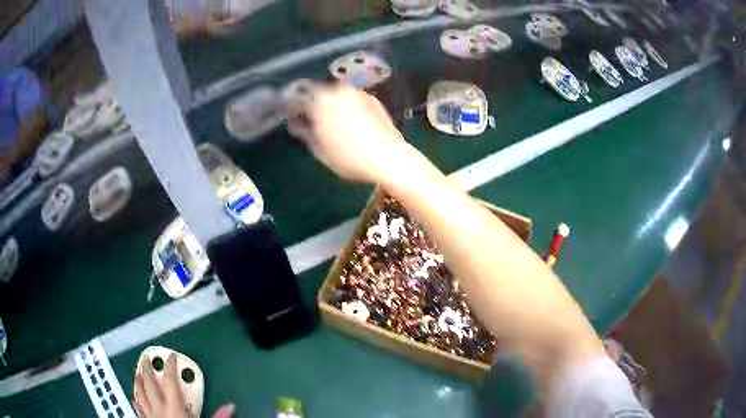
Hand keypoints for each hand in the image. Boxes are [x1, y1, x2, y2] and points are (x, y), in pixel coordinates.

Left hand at [134, 353, 234, 417]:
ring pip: (141, 394)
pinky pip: (139, 410)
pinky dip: (136, 402)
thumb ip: (217, 416)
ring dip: (139, 383)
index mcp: (174, 406)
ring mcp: (151, 416)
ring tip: (138, 373)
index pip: (171, 381)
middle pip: (151, 384)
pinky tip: (133, 397)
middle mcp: (159, 408)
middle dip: (148, 370)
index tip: (171, 357)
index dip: (171, 367)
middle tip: (147, 359)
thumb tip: (230, 406)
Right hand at [287, 84, 418, 184]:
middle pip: (318, 93)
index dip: (292, 108)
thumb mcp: (319, 149)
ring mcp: (357, 92)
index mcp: (320, 101)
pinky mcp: (373, 99)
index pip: (298, 98)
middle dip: (313, 105)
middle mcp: (338, 90)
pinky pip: (353, 99)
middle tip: (313, 123)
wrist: (388, 157)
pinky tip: (353, 123)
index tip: (292, 120)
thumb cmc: (348, 156)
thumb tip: (294, 123)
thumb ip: (304, 132)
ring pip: (337, 95)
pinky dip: (348, 106)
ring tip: (334, 124)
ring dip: (331, 105)